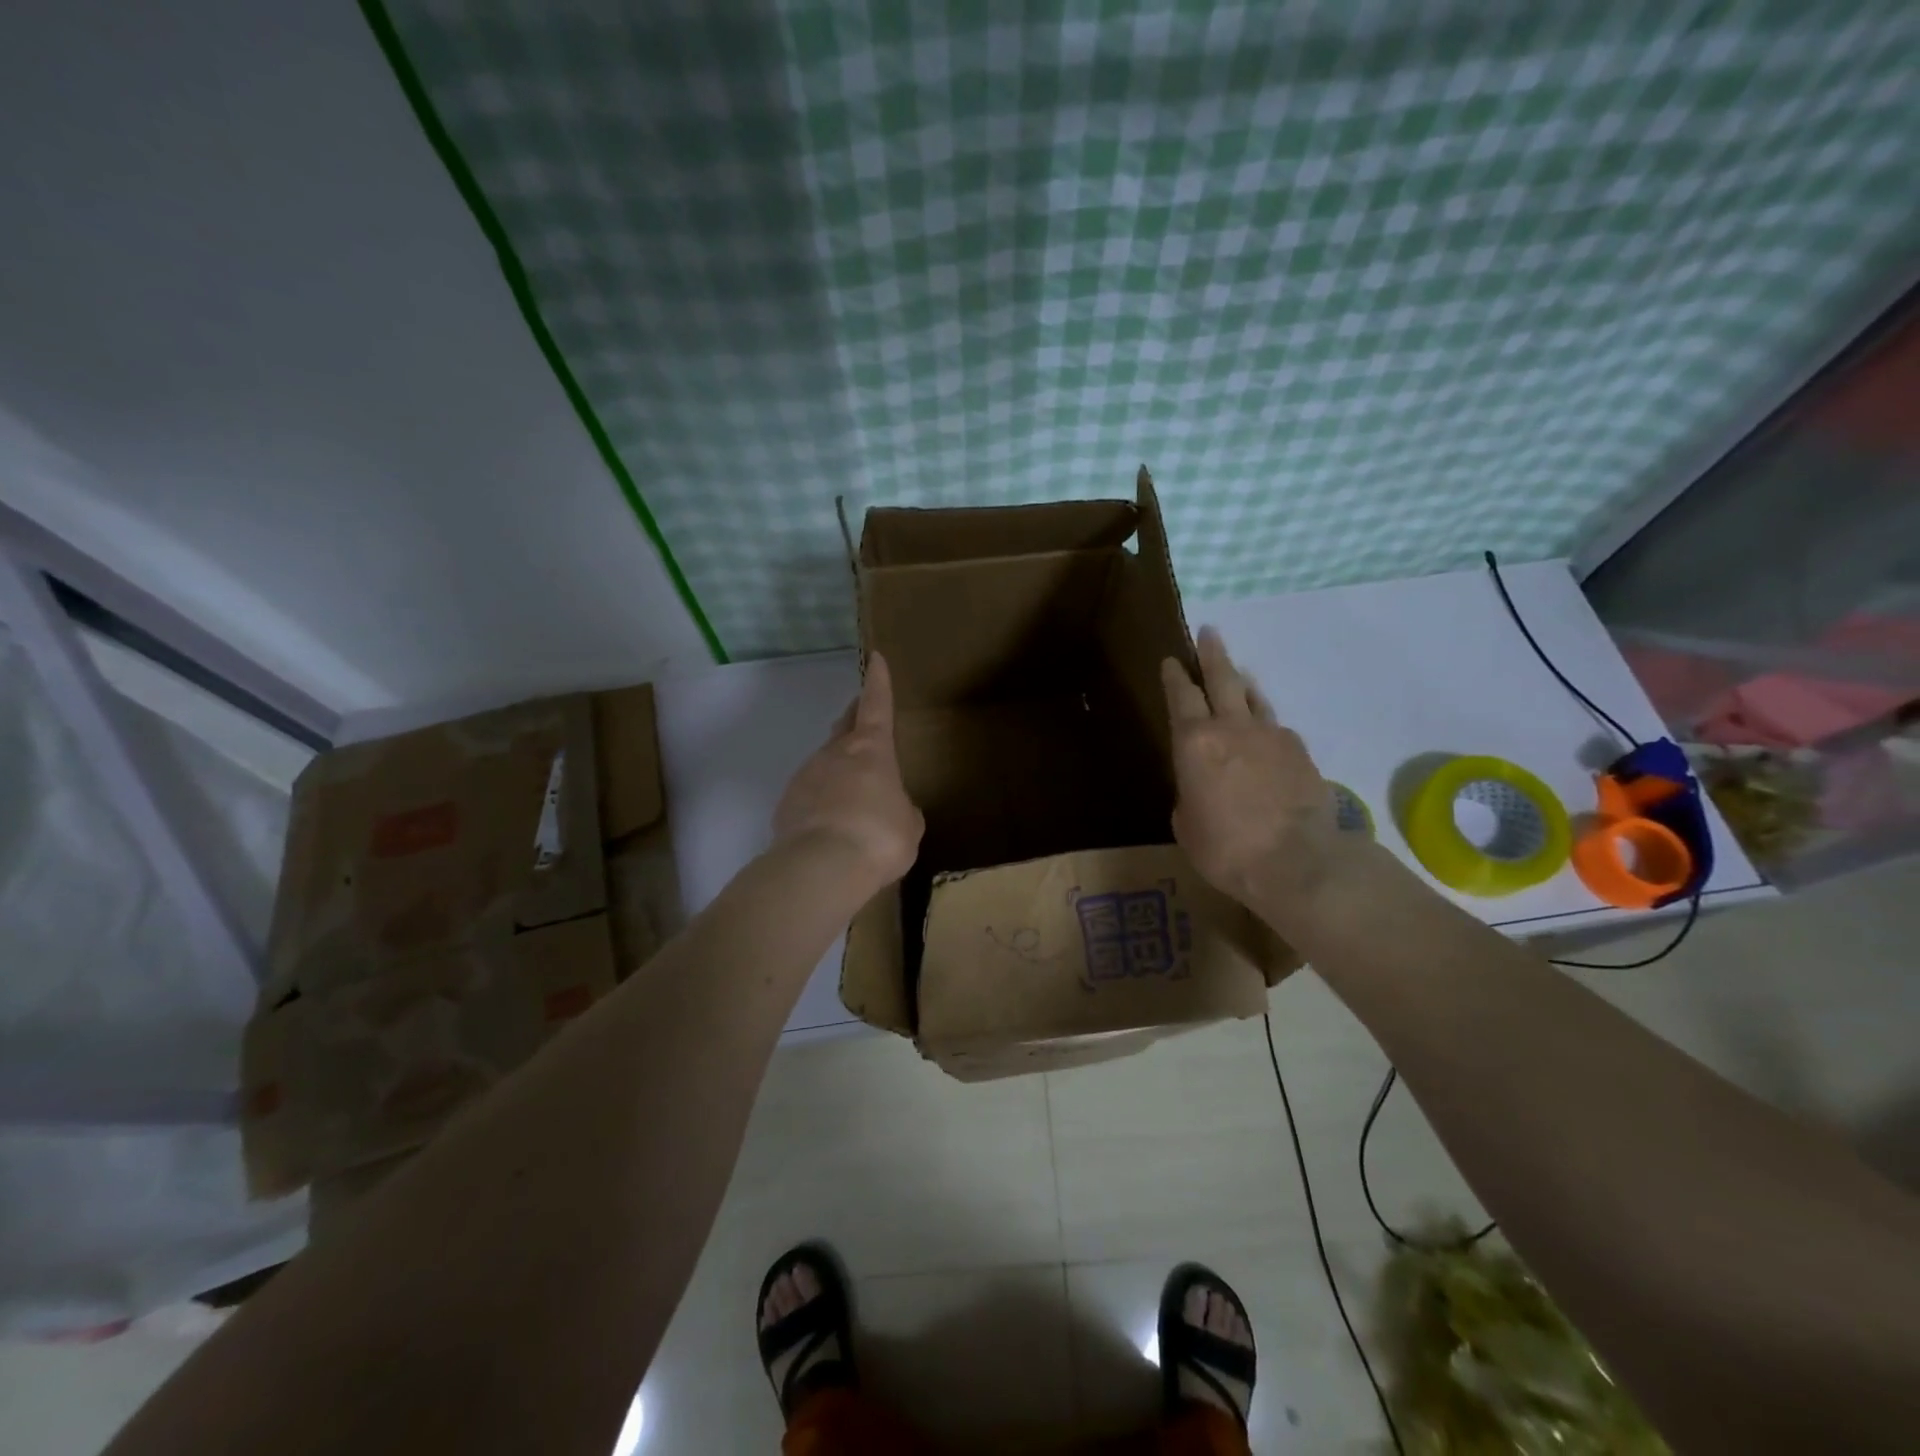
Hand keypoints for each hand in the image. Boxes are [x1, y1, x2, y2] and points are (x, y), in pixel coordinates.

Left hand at [773, 653, 923, 892]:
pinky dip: (821, 802)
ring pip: (825, 764)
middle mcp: (835, 754)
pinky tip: (829, 827)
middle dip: (854, 719)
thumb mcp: (908, 824)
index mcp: (871, 750)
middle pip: (844, 726)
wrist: (821, 866)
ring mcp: (806, 776)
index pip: (877, 705)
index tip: (875, 659)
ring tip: (852, 798)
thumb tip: (892, 808)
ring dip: (838, 772)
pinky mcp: (786, 804)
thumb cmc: (878, 836)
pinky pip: (809, 796)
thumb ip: (902, 808)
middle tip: (861, 718)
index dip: (878, 682)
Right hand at [1161, 628, 1342, 909]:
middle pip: (1222, 679)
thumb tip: (1200, 787)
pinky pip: (1277, 729)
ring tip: (1238, 673)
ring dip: (1242, 682)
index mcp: (1194, 743)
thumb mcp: (1187, 824)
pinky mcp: (1301, 752)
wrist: (1297, 861)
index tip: (1171, 660)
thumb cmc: (1225, 848)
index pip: (1181, 697)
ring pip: (1254, 698)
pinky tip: (1266, 737)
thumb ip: (1190, 794)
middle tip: (1209, 632)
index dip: (1175, 677)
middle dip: (1212, 654)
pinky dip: (1266, 726)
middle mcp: (1232, 728)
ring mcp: (1271, 737)